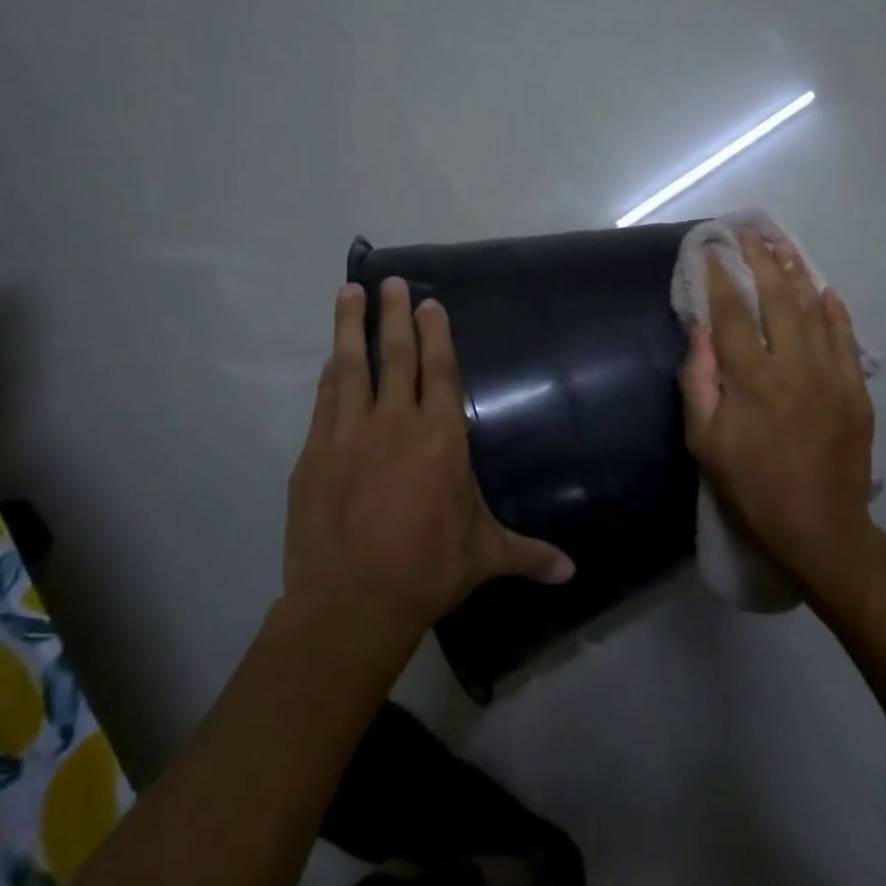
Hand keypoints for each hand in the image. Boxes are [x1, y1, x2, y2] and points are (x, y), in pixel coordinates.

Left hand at [284, 279, 574, 637]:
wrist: (351, 604)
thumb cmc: (427, 571)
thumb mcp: (484, 557)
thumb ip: (529, 554)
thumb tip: (572, 572)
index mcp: (441, 440)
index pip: (440, 372)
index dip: (436, 334)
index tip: (430, 303)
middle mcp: (395, 425)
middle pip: (394, 357)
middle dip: (393, 315)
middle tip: (391, 281)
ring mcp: (348, 436)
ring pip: (350, 368)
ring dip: (350, 328)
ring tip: (348, 292)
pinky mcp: (313, 456)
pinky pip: (324, 402)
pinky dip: (330, 375)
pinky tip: (330, 359)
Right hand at [679, 232, 880, 599]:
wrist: (819, 528)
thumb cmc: (751, 488)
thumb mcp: (705, 444)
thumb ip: (698, 383)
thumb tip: (699, 331)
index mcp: (751, 380)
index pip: (731, 313)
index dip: (718, 277)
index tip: (708, 249)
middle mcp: (793, 366)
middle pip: (777, 299)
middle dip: (760, 260)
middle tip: (748, 232)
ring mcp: (831, 375)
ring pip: (814, 310)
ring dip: (797, 274)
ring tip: (783, 245)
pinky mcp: (855, 390)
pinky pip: (846, 338)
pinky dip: (835, 310)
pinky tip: (825, 289)